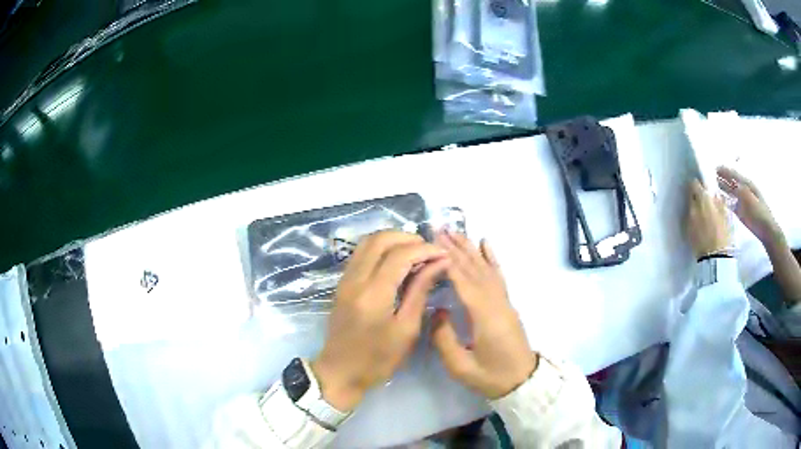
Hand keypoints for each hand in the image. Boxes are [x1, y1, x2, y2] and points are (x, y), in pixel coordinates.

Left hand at [311, 231, 448, 411]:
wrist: (340, 372)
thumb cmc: (378, 359)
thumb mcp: (406, 329)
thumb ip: (420, 292)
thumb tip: (438, 264)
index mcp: (373, 294)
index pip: (400, 255)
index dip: (425, 249)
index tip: (444, 254)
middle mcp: (355, 279)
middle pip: (380, 239)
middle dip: (408, 238)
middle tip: (429, 251)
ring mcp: (345, 279)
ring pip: (367, 242)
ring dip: (393, 240)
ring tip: (416, 253)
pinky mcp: (342, 283)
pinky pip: (361, 254)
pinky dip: (381, 249)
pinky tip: (397, 262)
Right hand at [432, 232, 536, 399]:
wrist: (522, 381)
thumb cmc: (491, 376)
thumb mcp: (462, 367)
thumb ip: (444, 339)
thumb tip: (437, 312)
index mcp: (484, 316)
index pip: (463, 281)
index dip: (447, 261)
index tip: (431, 243)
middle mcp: (496, 302)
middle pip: (474, 269)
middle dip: (456, 247)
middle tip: (437, 228)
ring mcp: (504, 301)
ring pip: (486, 268)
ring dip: (470, 248)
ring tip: (454, 231)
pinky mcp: (506, 304)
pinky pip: (499, 275)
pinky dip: (492, 257)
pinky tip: (486, 243)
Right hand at [686, 179, 730, 258]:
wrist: (718, 257)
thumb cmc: (701, 240)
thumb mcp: (690, 223)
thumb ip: (691, 206)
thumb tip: (691, 196)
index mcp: (703, 196)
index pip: (695, 183)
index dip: (692, 188)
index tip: (690, 193)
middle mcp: (715, 196)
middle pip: (707, 189)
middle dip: (704, 193)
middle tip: (699, 203)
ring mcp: (724, 206)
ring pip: (716, 198)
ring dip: (712, 202)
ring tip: (708, 214)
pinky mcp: (729, 217)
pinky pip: (722, 209)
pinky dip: (718, 211)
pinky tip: (715, 221)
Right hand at [717, 166, 781, 243]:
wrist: (766, 229)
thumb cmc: (759, 213)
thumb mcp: (751, 199)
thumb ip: (741, 191)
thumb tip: (731, 183)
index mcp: (747, 185)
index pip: (734, 175)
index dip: (725, 170)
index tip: (715, 167)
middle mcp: (744, 190)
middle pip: (731, 182)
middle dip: (723, 177)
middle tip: (711, 174)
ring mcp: (742, 202)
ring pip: (731, 192)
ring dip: (723, 188)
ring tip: (714, 184)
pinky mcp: (740, 212)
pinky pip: (731, 204)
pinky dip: (725, 201)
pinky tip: (720, 199)